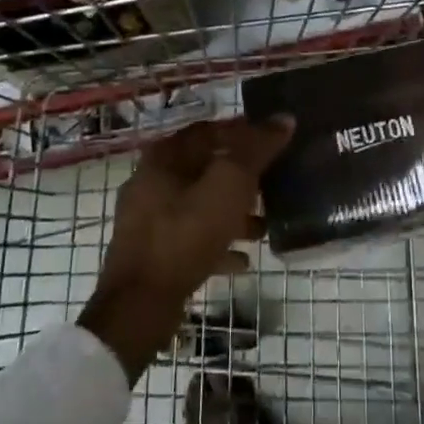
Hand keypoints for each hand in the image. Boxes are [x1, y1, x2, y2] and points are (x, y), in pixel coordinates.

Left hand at [78, 115, 293, 380]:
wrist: (139, 304)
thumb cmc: (185, 234)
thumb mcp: (229, 186)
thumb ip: (256, 150)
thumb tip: (284, 119)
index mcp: (165, 157)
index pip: (209, 130)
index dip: (242, 132)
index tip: (272, 141)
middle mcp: (152, 181)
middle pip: (204, 169)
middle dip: (240, 177)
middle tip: (272, 184)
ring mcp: (148, 220)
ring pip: (199, 205)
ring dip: (232, 213)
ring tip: (264, 226)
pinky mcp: (152, 253)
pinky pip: (192, 239)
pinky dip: (217, 243)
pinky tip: (243, 259)